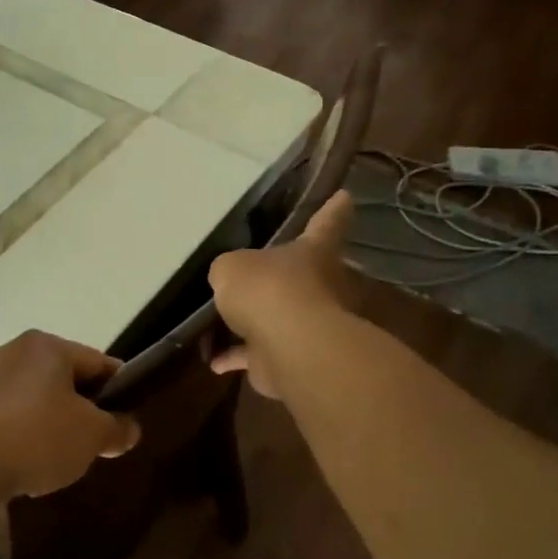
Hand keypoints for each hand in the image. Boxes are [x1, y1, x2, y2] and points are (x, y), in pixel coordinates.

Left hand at [0, 331, 140, 499]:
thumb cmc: (38, 437)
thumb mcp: (92, 435)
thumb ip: (116, 429)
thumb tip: (129, 429)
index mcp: (48, 346)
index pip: (97, 362)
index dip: (119, 389)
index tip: (126, 417)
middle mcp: (14, 351)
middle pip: (62, 379)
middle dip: (80, 409)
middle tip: (93, 442)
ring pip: (32, 398)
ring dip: (48, 422)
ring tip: (56, 458)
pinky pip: (5, 417)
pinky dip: (19, 434)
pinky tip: (22, 462)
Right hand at [208, 191, 357, 398]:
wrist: (289, 346)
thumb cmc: (267, 290)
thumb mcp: (231, 267)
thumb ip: (229, 270)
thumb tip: (230, 280)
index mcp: (312, 252)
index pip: (327, 224)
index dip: (334, 210)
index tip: (345, 196)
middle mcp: (319, 286)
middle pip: (304, 276)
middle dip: (284, 277)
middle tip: (257, 273)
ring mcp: (308, 326)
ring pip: (278, 319)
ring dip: (252, 324)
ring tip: (219, 323)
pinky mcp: (290, 359)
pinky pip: (258, 355)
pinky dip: (236, 358)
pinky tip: (213, 362)